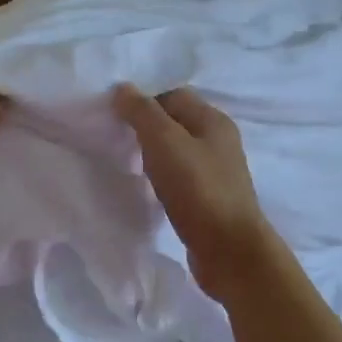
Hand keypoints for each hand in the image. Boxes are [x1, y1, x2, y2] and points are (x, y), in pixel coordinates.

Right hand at [114, 85, 277, 299]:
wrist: (230, 252)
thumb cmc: (199, 190)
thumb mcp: (165, 143)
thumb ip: (143, 113)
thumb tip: (122, 88)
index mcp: (213, 120)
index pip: (173, 94)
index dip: (142, 98)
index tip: (111, 111)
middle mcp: (218, 141)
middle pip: (175, 122)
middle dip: (144, 126)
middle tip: (112, 135)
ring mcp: (215, 172)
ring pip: (176, 151)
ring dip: (151, 153)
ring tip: (123, 160)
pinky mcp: (208, 199)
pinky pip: (179, 177)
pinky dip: (160, 177)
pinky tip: (145, 187)